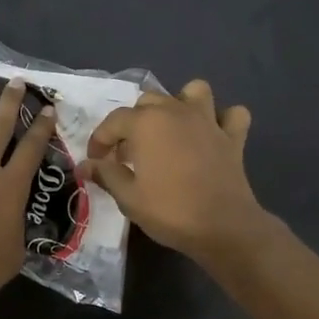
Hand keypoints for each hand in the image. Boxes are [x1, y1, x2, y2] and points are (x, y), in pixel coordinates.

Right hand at [80, 80, 270, 263]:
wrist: (222, 227)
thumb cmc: (170, 211)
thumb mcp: (128, 197)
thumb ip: (106, 174)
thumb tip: (85, 165)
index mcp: (146, 123)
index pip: (113, 121)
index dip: (100, 141)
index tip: (96, 162)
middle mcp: (176, 111)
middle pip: (149, 101)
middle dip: (133, 123)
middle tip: (129, 154)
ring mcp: (208, 121)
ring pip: (194, 91)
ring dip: (180, 104)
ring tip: (171, 129)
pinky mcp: (233, 137)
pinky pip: (232, 114)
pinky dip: (222, 120)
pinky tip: (212, 135)